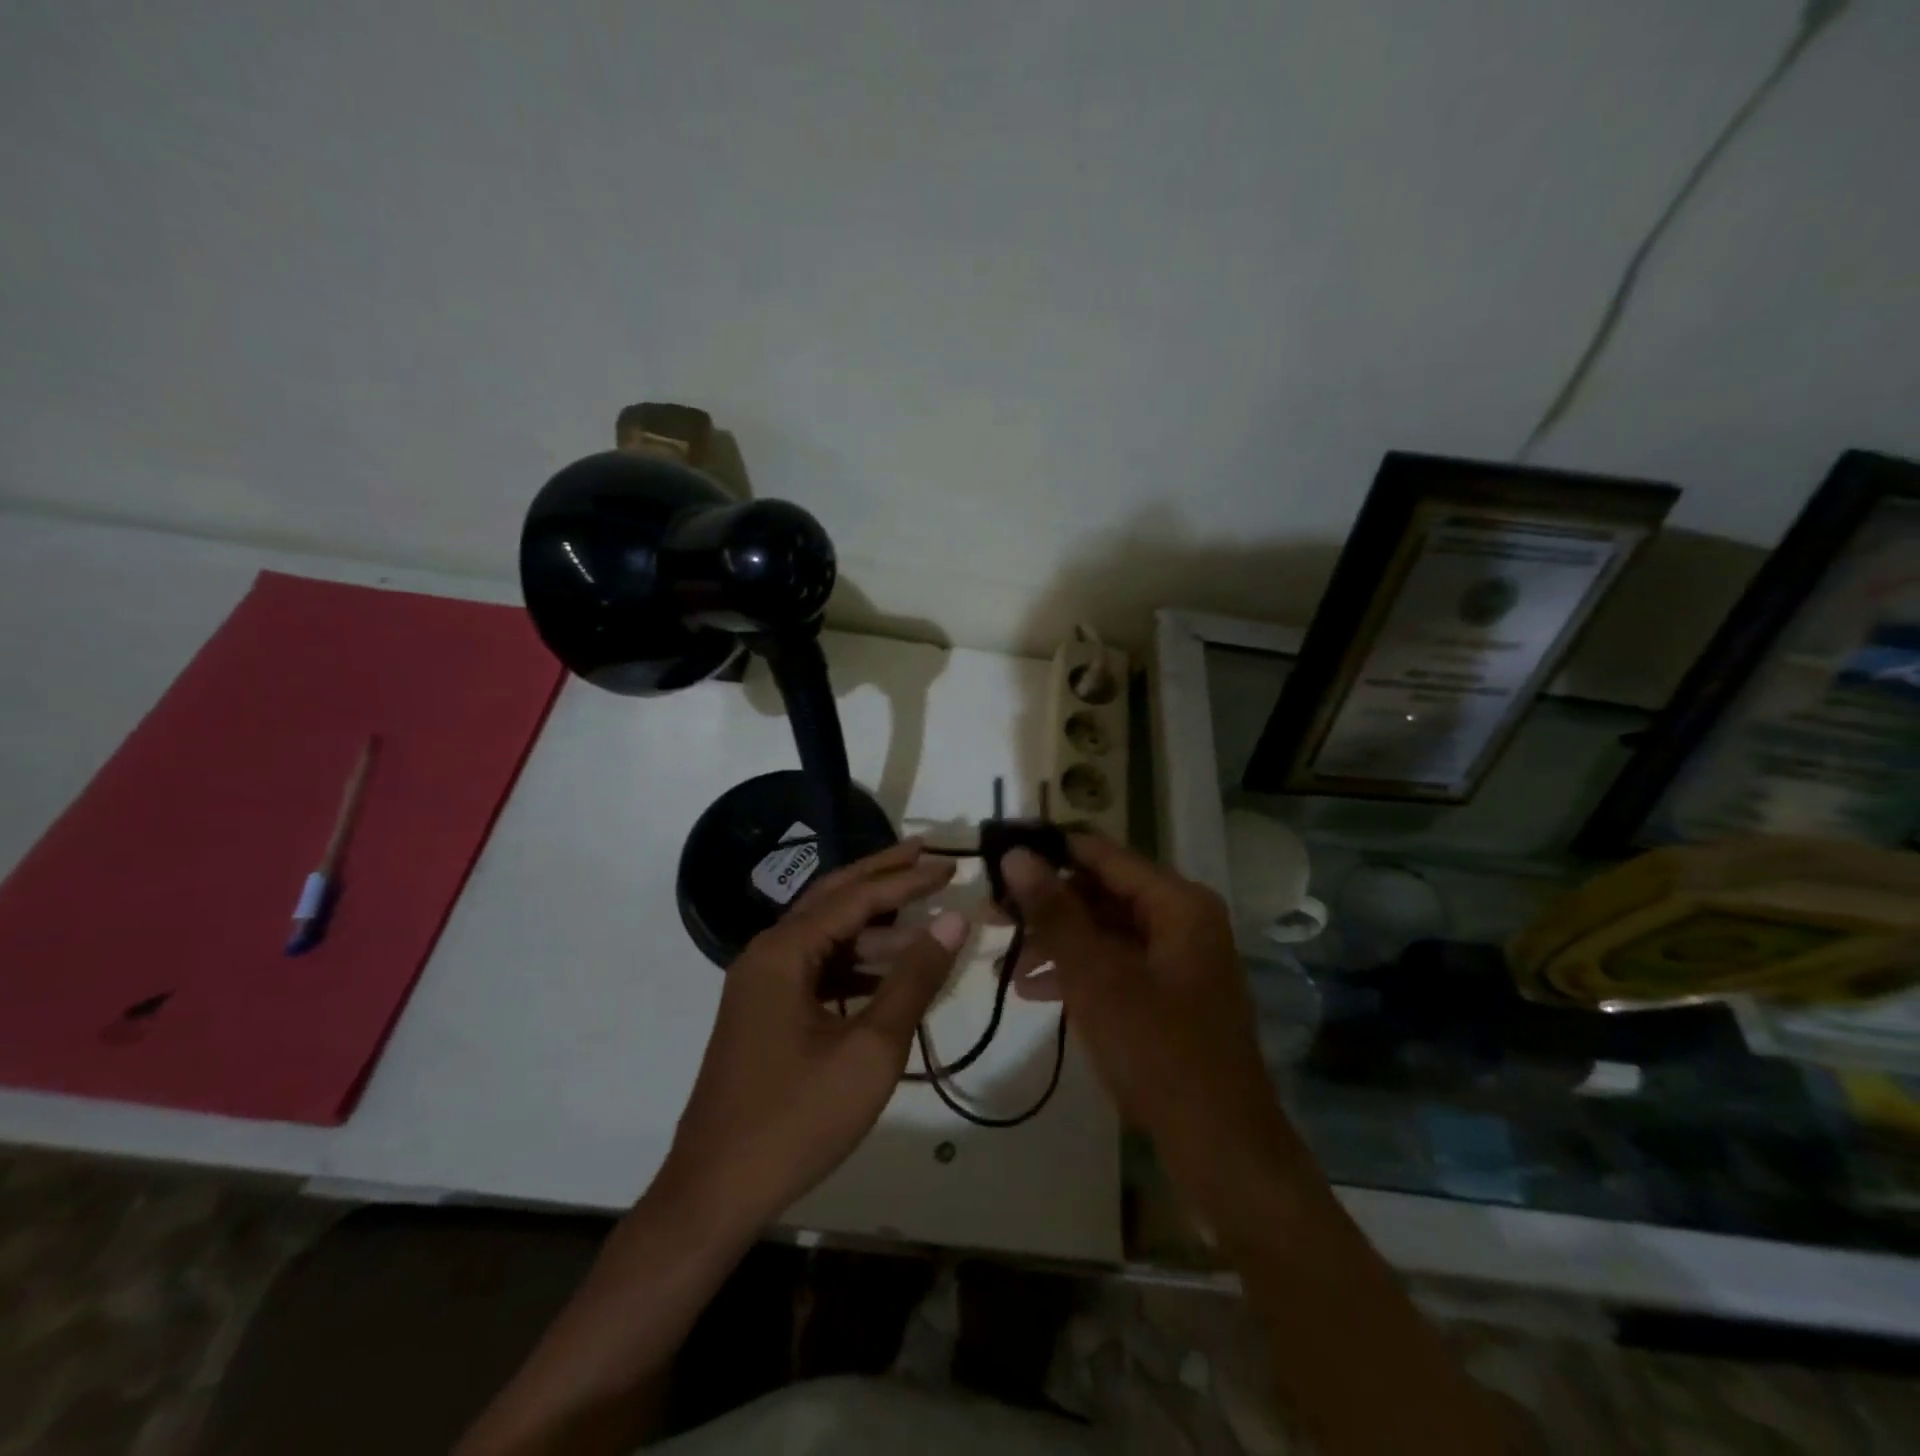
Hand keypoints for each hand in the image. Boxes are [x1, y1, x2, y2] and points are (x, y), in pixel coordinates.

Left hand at [658, 840, 968, 1231]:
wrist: (714, 1193)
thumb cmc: (797, 1118)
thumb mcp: (870, 1049)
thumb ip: (914, 978)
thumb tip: (954, 918)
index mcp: (784, 952)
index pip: (855, 897)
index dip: (907, 879)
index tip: (950, 864)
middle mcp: (767, 955)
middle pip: (833, 899)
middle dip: (882, 877)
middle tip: (927, 855)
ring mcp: (761, 985)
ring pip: (826, 937)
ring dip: (873, 928)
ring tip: (923, 923)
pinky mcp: (765, 1014)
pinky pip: (817, 971)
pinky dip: (855, 966)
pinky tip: (890, 977)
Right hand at [1001, 836, 1285, 1188]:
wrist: (1222, 1149)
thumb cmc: (1159, 1053)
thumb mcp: (1097, 978)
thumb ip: (1054, 913)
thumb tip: (1016, 855)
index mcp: (1177, 903)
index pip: (1101, 853)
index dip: (1048, 850)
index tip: (997, 854)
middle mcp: (1181, 919)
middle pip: (1102, 892)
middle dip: (1045, 904)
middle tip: (989, 915)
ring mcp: (1176, 958)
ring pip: (1104, 930)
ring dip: (1055, 942)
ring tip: (1002, 961)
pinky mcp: (1168, 993)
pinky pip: (1115, 964)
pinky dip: (1076, 971)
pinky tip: (1032, 989)